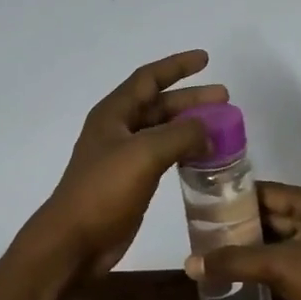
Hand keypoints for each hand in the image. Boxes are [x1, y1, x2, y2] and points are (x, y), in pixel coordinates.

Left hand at [23, 51, 226, 278]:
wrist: (75, 241)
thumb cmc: (104, 190)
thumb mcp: (144, 154)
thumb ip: (179, 135)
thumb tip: (208, 128)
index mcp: (114, 114)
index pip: (149, 78)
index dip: (177, 66)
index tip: (206, 59)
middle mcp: (118, 130)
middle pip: (159, 105)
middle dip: (191, 99)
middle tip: (225, 99)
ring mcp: (124, 157)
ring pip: (163, 132)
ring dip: (190, 126)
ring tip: (222, 128)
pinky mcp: (131, 182)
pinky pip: (163, 157)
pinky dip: (185, 152)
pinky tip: (205, 158)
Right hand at [186, 183, 300, 299]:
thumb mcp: (279, 268)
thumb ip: (234, 262)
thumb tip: (189, 263)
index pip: (270, 192)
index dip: (238, 198)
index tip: (207, 204)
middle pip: (275, 213)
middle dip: (243, 223)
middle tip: (206, 229)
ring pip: (281, 237)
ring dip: (254, 244)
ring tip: (217, 248)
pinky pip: (290, 256)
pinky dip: (267, 260)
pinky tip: (241, 268)